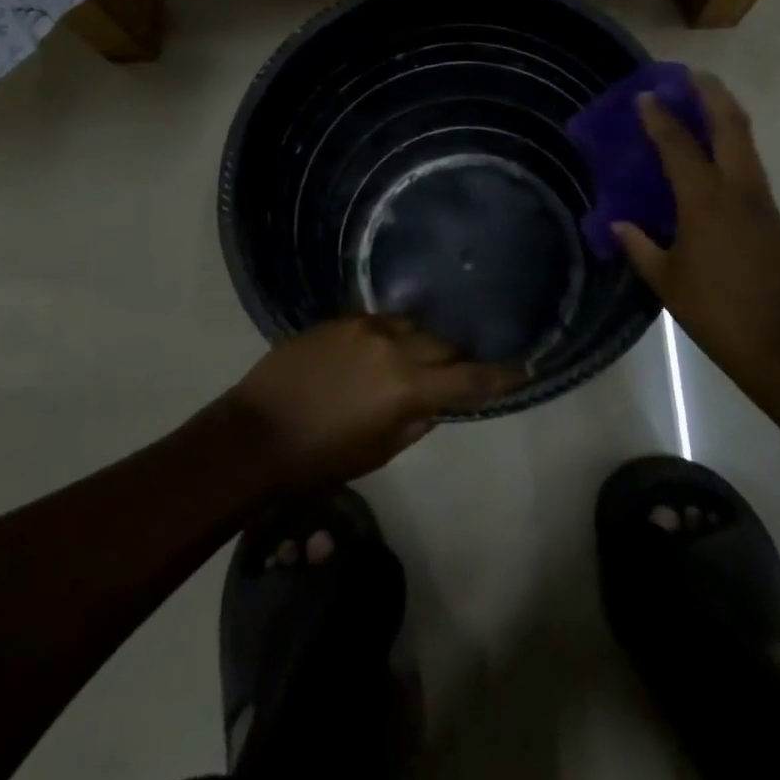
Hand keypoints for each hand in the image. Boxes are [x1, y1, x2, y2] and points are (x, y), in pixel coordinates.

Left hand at [226, 316, 519, 489]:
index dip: (501, 376)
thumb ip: (415, 423)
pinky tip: (385, 347)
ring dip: (425, 342)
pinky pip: (381, 322)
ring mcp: (365, 326)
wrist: (254, 435)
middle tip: (464, 368)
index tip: (526, 368)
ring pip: (414, 326)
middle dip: (459, 356)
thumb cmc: (318, 460)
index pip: (469, 380)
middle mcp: (393, 346)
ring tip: (425, 354)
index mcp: (406, 387)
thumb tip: (436, 402)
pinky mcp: (341, 319)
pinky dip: (393, 335)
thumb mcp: (377, 453)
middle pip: (445, 343)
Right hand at [612, 72, 779, 386]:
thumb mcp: (667, 281)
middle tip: (691, 74)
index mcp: (705, 201)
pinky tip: (716, 152)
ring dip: (726, 113)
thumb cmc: (717, 311)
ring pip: (746, 140)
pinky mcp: (773, 215)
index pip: (679, 145)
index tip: (645, 94)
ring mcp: (761, 200)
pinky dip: (733, 143)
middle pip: (730, 125)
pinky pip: (750, 163)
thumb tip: (619, 225)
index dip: (660, 117)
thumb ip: (640, 246)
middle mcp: (738, 189)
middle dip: (711, 93)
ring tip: (704, 100)